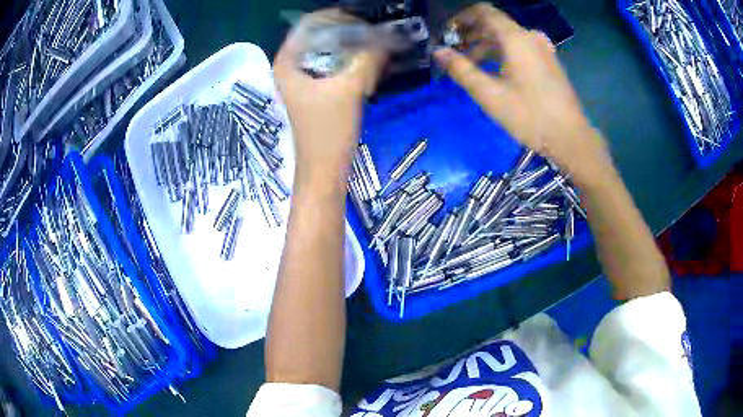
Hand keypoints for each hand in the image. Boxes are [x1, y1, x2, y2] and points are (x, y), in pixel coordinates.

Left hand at [274, 9, 385, 190]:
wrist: (324, 170)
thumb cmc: (329, 131)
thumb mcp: (350, 88)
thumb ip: (368, 58)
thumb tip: (388, 37)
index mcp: (287, 62)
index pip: (310, 24)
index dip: (338, 18)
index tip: (364, 23)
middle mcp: (291, 67)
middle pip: (320, 36)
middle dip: (350, 34)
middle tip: (375, 37)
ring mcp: (302, 80)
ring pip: (328, 52)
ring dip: (353, 49)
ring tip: (376, 51)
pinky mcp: (315, 91)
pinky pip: (333, 67)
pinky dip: (351, 64)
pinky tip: (370, 67)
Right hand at [434, 3, 610, 184]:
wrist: (570, 137)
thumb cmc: (529, 115)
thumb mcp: (489, 94)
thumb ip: (461, 69)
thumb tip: (438, 51)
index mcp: (516, 38)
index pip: (483, 11)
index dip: (461, 18)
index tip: (447, 34)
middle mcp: (530, 36)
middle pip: (495, 24)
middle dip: (471, 35)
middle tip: (454, 52)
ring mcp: (542, 48)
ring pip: (508, 37)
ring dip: (486, 46)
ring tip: (470, 65)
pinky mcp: (549, 61)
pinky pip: (520, 48)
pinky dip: (503, 53)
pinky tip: (494, 71)